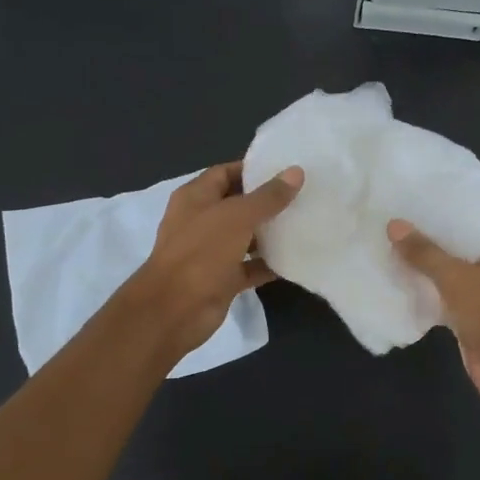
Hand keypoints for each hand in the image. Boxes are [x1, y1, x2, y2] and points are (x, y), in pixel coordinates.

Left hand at [132, 161, 303, 360]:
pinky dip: (268, 264)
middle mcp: (201, 222)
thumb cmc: (201, 252)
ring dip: (270, 233)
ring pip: (245, 237)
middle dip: (267, 201)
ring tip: (304, 223)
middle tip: (303, 195)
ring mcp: (210, 252)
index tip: (286, 169)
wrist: (175, 310)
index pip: (225, 173)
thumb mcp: (237, 217)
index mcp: (196, 198)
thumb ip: (268, 197)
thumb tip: (296, 172)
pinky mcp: (221, 280)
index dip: (252, 169)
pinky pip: (249, 267)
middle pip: (237, 205)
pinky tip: (296, 258)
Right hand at [388, 221, 479, 417]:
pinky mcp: (472, 313)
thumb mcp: (455, 277)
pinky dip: (426, 288)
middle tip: (396, 217)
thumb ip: (424, 252)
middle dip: (431, 237)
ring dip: (426, 264)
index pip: (476, 220)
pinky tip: (399, 277)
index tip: (417, 197)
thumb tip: (394, 225)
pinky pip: (445, 293)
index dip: (448, 210)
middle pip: (460, 245)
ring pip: (451, 271)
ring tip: (392, 242)